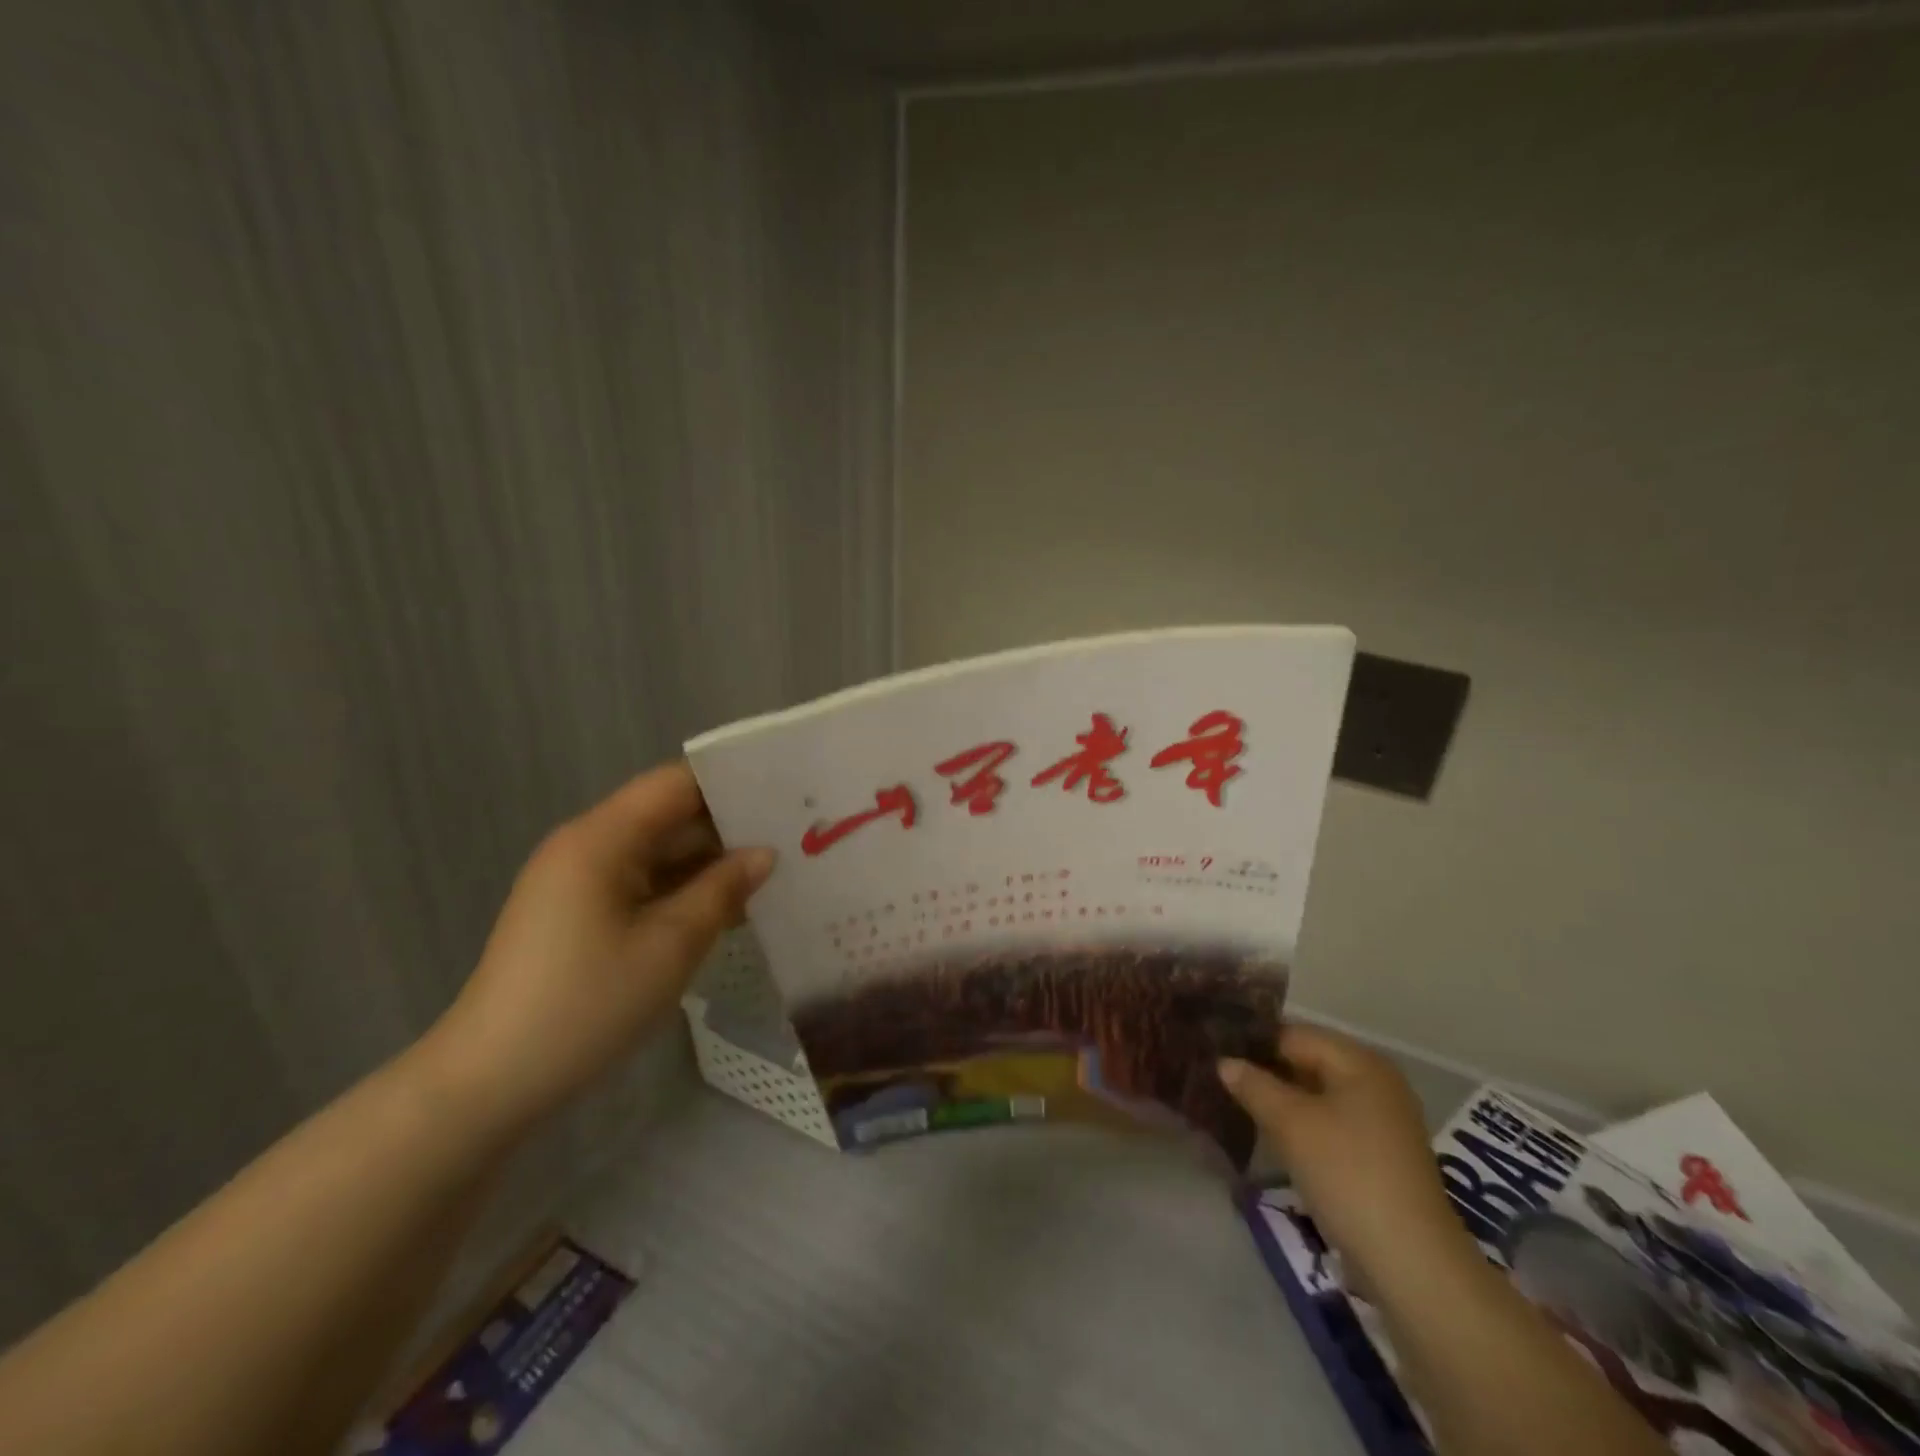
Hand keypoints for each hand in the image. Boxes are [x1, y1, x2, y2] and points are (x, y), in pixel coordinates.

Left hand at [422, 762, 773, 1133]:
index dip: (730, 782)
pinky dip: (682, 889)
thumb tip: (764, 854)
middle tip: (793, 835)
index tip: (784, 791)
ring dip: (708, 861)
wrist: (491, 1082)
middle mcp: (587, 845)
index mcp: (602, 838)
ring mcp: (579, 880)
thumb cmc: (588, 1004)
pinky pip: (641, 882)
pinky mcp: (578, 912)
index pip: (676, 783)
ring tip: (774, 870)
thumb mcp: (671, 945)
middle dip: (728, 825)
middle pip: (668, 815)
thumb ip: (723, 889)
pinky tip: (727, 907)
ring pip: (658, 852)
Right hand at [1220, 1024, 1477, 1291]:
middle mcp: (1377, 1081)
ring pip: (1318, 1094)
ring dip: (1282, 1100)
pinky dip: (1303, 1124)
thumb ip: (1254, 1085)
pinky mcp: (1382, 1154)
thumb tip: (1224, 1062)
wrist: (1411, 1262)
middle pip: (1308, 1062)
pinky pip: (1332, 1122)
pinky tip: (1275, 1137)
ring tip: (1239, 1106)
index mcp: (1360, 1061)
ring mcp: (1383, 1119)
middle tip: (1222, 1080)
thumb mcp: (1290, 1124)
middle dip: (1267, 1071)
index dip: (1254, 1043)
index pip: (1293, 1034)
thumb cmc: (1347, 1174)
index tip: (1216, 1054)